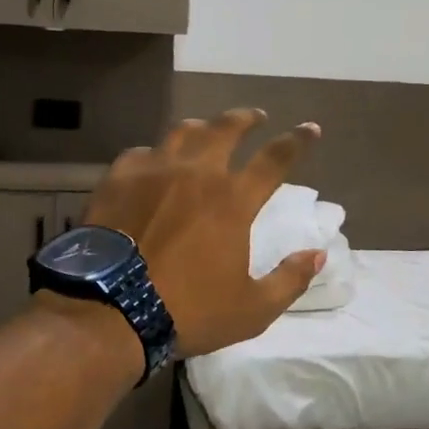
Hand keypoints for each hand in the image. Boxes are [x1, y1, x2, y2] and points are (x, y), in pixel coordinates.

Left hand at [84, 109, 324, 358]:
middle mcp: (196, 173)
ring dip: (202, 127)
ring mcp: (153, 171)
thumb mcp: (252, 310)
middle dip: (246, 118)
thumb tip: (318, 254)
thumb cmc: (187, 312)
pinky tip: (153, 162)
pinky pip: (141, 153)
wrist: (110, 311)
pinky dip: (155, 154)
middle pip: (226, 129)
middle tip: (255, 117)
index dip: (297, 140)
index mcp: (233, 201)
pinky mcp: (118, 179)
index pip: (276, 159)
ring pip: (183, 132)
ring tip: (207, 129)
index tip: (310, 128)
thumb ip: (289, 280)